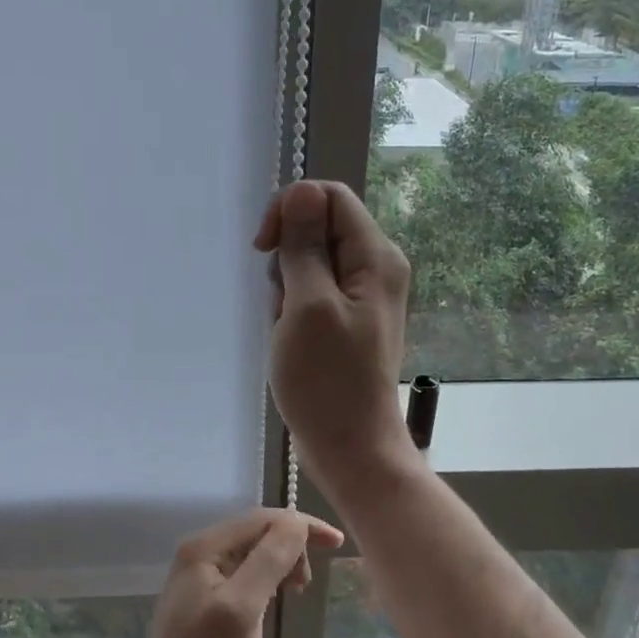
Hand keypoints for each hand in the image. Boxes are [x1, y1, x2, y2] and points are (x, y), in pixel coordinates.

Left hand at [125, 508, 342, 637]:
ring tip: (297, 590)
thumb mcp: (242, 608)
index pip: (263, 519)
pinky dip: (268, 578)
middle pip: (258, 531)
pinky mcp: (205, 595)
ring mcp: (200, 573)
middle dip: (291, 545)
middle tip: (307, 582)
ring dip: (281, 562)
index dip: (301, 525)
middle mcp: (200, 550)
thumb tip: (297, 522)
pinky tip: (275, 598)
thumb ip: (269, 560)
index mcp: (205, 546)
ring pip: (253, 551)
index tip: (336, 543)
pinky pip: (245, 572)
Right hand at [254, 180, 414, 499]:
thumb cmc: (327, 380)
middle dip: (287, 258)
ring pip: (309, 263)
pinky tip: (291, 340)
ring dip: (286, 288)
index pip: (329, 196)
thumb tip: (301, 191)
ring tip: (289, 329)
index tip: (263, 248)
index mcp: (375, 257)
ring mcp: (360, 297)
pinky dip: (292, 310)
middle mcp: (374, 268)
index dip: (290, 210)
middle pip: (318, 228)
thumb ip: (305, 247)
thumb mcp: (308, 306)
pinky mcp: (345, 320)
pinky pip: (311, 293)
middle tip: (284, 303)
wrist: (350, 446)